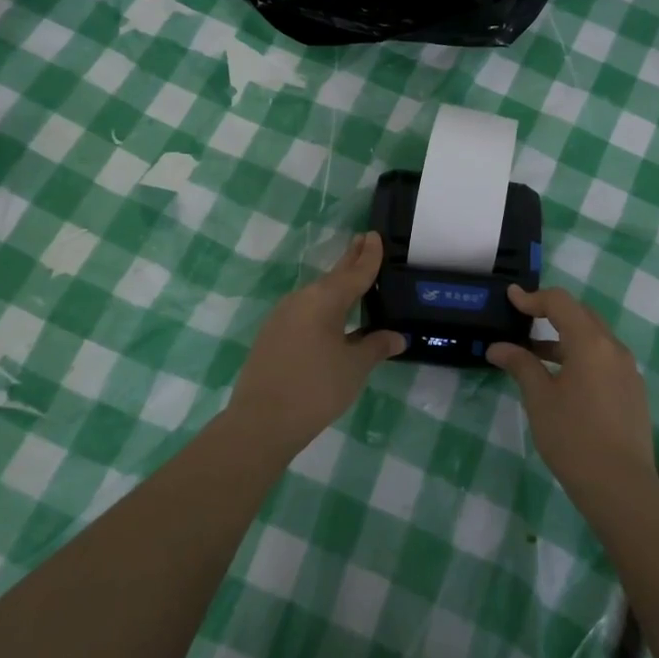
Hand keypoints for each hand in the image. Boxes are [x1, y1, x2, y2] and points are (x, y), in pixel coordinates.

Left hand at [228, 232, 404, 456]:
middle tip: (364, 241)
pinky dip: (323, 307)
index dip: (369, 256)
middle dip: (350, 259)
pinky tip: (331, 318)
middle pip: (333, 276)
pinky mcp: (272, 334)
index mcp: (325, 299)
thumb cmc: (316, 389)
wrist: (260, 422)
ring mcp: (283, 316)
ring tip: (354, 280)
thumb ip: (376, 347)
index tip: (375, 235)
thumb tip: (397, 337)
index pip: (355, 272)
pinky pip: (305, 311)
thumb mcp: (354, 368)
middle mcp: (302, 299)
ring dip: (336, 285)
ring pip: (318, 294)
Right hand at [488, 285, 656, 513]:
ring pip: (593, 338)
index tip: (510, 298)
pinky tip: (562, 379)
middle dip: (551, 312)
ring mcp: (627, 370)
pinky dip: (580, 355)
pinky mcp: (632, 390)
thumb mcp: (539, 399)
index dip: (533, 297)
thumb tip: (498, 347)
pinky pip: (604, 358)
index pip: (560, 302)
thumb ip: (521, 364)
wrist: (621, 488)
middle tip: (523, 318)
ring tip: (534, 353)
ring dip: (564, 337)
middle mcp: (614, 348)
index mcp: (591, 342)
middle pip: (581, 315)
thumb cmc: (574, 438)